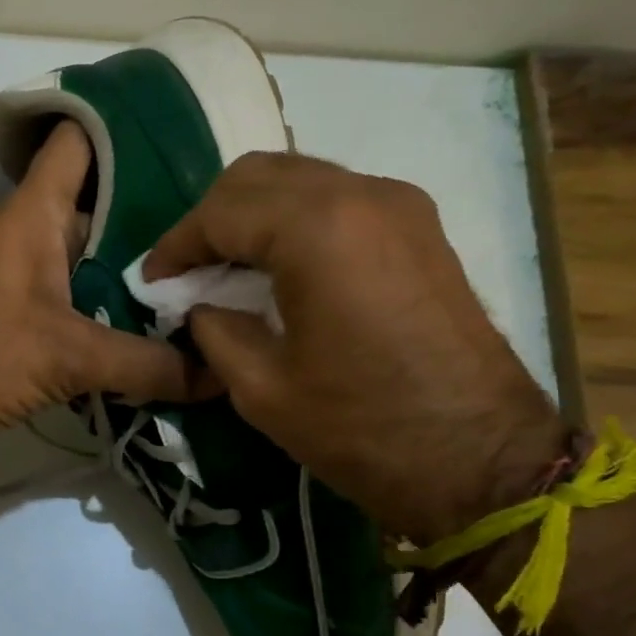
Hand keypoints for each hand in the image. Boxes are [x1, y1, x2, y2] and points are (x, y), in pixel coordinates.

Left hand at [0, 121, 205, 462]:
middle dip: (157, 209)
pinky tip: (163, 325)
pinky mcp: (27, 321)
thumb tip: (220, 377)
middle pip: (102, 202)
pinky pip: (84, 301)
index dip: (125, 125)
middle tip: (222, 222)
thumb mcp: (68, 355)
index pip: (78, 140)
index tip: (187, 135)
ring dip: (140, 267)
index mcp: (34, 213)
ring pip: (95, 257)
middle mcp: (32, 236)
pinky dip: (118, 309)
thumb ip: (147, 363)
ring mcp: (28, 280)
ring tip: (209, 272)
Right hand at [146, 153, 565, 541]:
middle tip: (189, 271)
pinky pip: (337, 199)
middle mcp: (360, 194)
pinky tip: (280, 269)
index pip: (220, 211)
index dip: (176, 245)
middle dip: (212, 218)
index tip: (153, 282)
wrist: (482, 460)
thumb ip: (214, 328)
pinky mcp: (419, 226)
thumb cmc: (362, 428)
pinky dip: (295, 221)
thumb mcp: (261, 388)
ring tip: (228, 269)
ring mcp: (399, 204)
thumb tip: (198, 304)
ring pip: (299, 179)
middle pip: (258, 175)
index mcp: (317, 230)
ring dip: (253, 215)